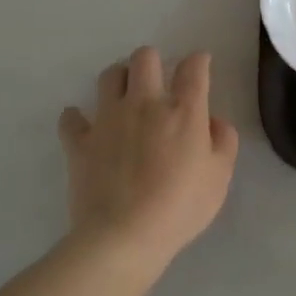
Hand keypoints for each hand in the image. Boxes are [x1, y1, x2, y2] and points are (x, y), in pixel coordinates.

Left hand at [58, 47, 237, 268]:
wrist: (123, 237)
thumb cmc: (180, 207)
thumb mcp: (220, 177)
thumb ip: (224, 141)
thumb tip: (213, 121)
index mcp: (184, 110)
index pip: (193, 67)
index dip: (198, 60)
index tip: (200, 65)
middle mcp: (145, 103)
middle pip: (144, 58)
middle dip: (153, 61)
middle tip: (157, 81)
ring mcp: (108, 120)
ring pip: (109, 76)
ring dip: (119, 79)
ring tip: (124, 96)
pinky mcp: (80, 142)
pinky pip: (71, 118)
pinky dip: (76, 118)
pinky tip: (84, 126)